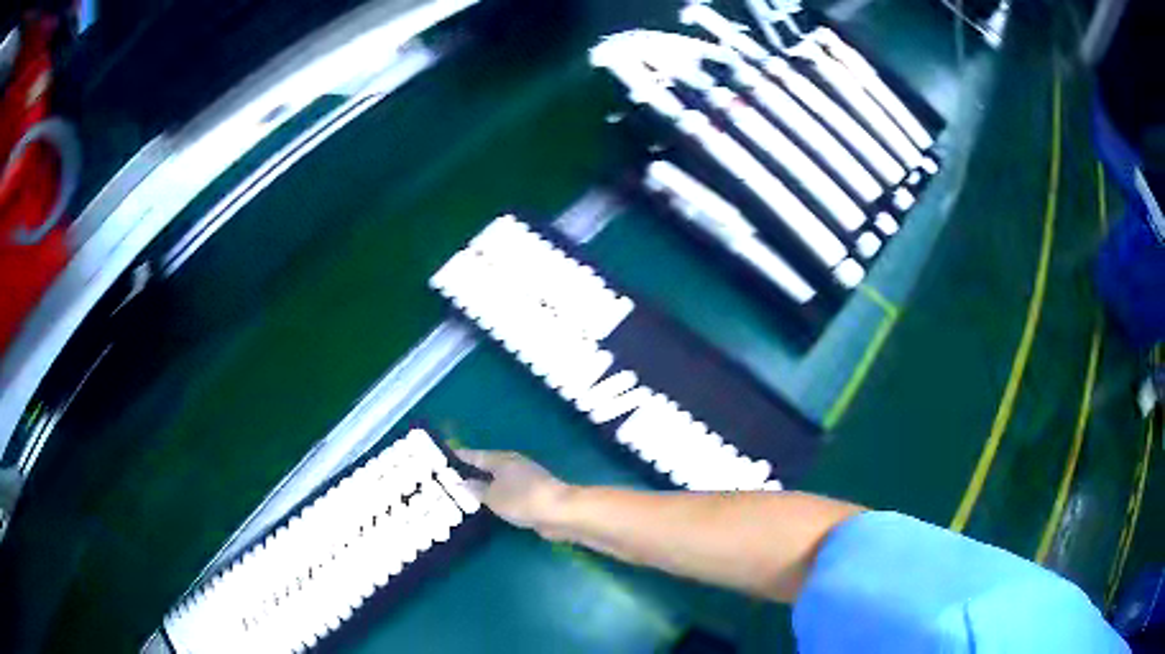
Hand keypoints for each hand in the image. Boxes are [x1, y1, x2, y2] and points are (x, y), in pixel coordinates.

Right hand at [456, 450, 574, 536]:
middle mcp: (513, 465)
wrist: (560, 512)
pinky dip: (496, 496)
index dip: (459, 456)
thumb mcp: (493, 496)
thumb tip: (463, 482)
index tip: (443, 457)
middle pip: (487, 466)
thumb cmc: (522, 499)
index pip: (475, 455)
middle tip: (450, 478)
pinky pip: (507, 493)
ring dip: (484, 485)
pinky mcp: (533, 495)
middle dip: (470, 471)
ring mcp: (525, 479)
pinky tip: (488, 505)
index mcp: (501, 459)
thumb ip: (476, 490)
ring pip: (498, 480)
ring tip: (465, 493)